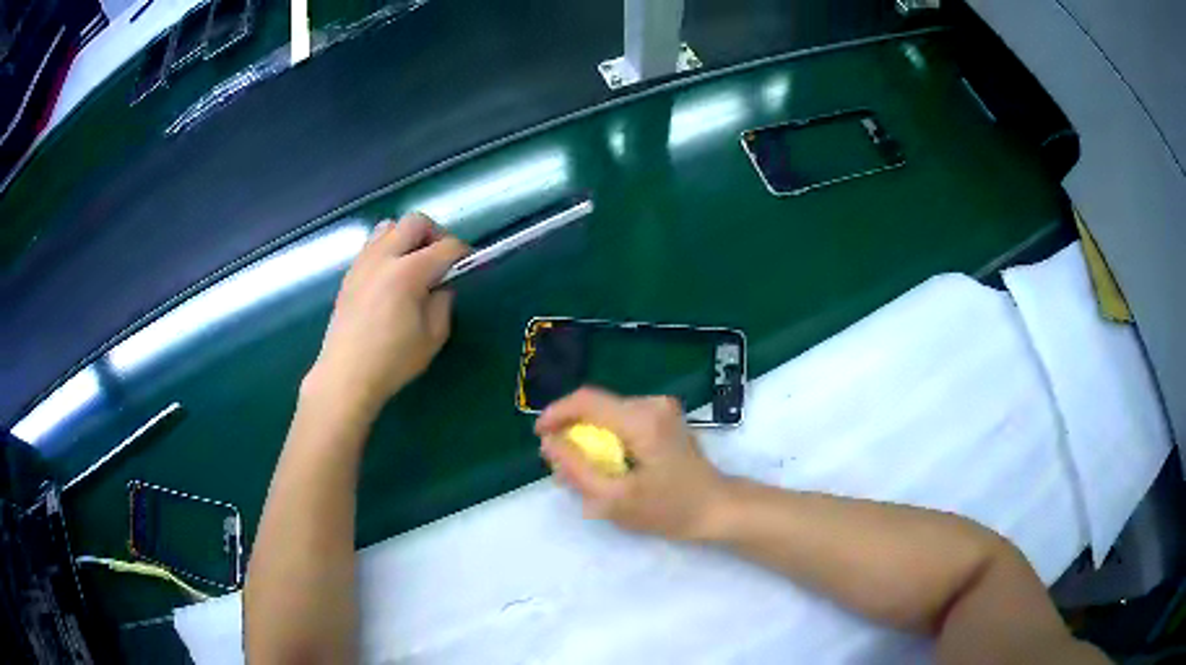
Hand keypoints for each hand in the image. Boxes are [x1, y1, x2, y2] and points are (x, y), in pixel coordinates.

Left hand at [306, 213, 468, 417]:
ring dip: (407, 238)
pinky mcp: (350, 274)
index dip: (462, 253)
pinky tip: (391, 279)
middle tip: (440, 260)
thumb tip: (441, 286)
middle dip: (435, 234)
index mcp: (408, 272)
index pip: (445, 246)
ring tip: (413, 265)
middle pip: (415, 222)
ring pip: (389, 227)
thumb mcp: (433, 337)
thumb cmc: (392, 361)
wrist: (345, 376)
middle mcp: (384, 257)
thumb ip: (443, 303)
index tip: (468, 265)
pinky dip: (388, 250)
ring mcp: (363, 263)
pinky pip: (372, 245)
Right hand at [536, 387, 729, 541]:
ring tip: (583, 472)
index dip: (556, 414)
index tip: (539, 437)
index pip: (586, 400)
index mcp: (642, 419)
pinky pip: (622, 421)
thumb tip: (549, 443)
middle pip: (597, 407)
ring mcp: (661, 408)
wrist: (716, 508)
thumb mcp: (615, 499)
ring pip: (607, 415)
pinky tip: (606, 467)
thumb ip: (577, 469)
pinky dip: (607, 440)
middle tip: (562, 467)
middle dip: (573, 433)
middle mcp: (652, 404)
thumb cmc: (669, 509)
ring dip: (589, 439)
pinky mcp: (664, 418)